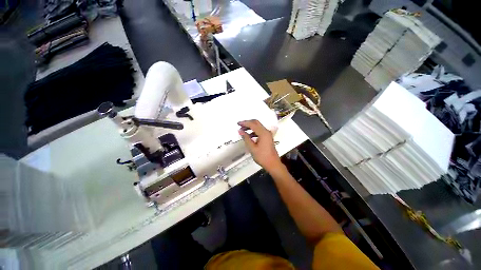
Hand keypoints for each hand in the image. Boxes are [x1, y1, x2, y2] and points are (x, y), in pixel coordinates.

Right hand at [238, 120, 282, 172]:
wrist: (273, 164)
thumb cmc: (262, 157)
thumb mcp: (252, 148)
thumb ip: (246, 138)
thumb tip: (240, 131)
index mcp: (263, 133)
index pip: (253, 124)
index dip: (244, 123)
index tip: (238, 123)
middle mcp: (266, 131)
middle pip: (256, 123)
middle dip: (247, 123)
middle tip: (240, 125)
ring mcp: (268, 134)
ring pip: (258, 126)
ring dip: (250, 127)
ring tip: (243, 130)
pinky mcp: (268, 137)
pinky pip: (260, 131)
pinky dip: (254, 131)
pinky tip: (249, 135)